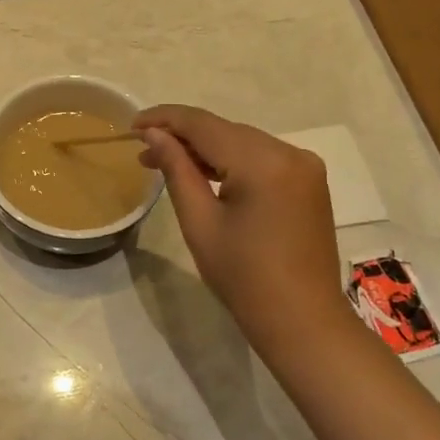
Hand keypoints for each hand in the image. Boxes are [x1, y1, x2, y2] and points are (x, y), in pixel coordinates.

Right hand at [135, 105, 356, 358]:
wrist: (302, 320)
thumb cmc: (243, 277)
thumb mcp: (199, 222)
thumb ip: (177, 169)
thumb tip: (154, 133)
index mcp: (263, 162)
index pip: (203, 124)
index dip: (164, 119)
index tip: (131, 125)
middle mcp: (290, 152)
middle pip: (225, 129)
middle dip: (182, 136)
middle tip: (144, 151)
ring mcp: (305, 165)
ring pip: (243, 141)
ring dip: (206, 148)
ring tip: (167, 161)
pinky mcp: (309, 181)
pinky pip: (262, 157)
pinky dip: (232, 160)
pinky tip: (206, 173)